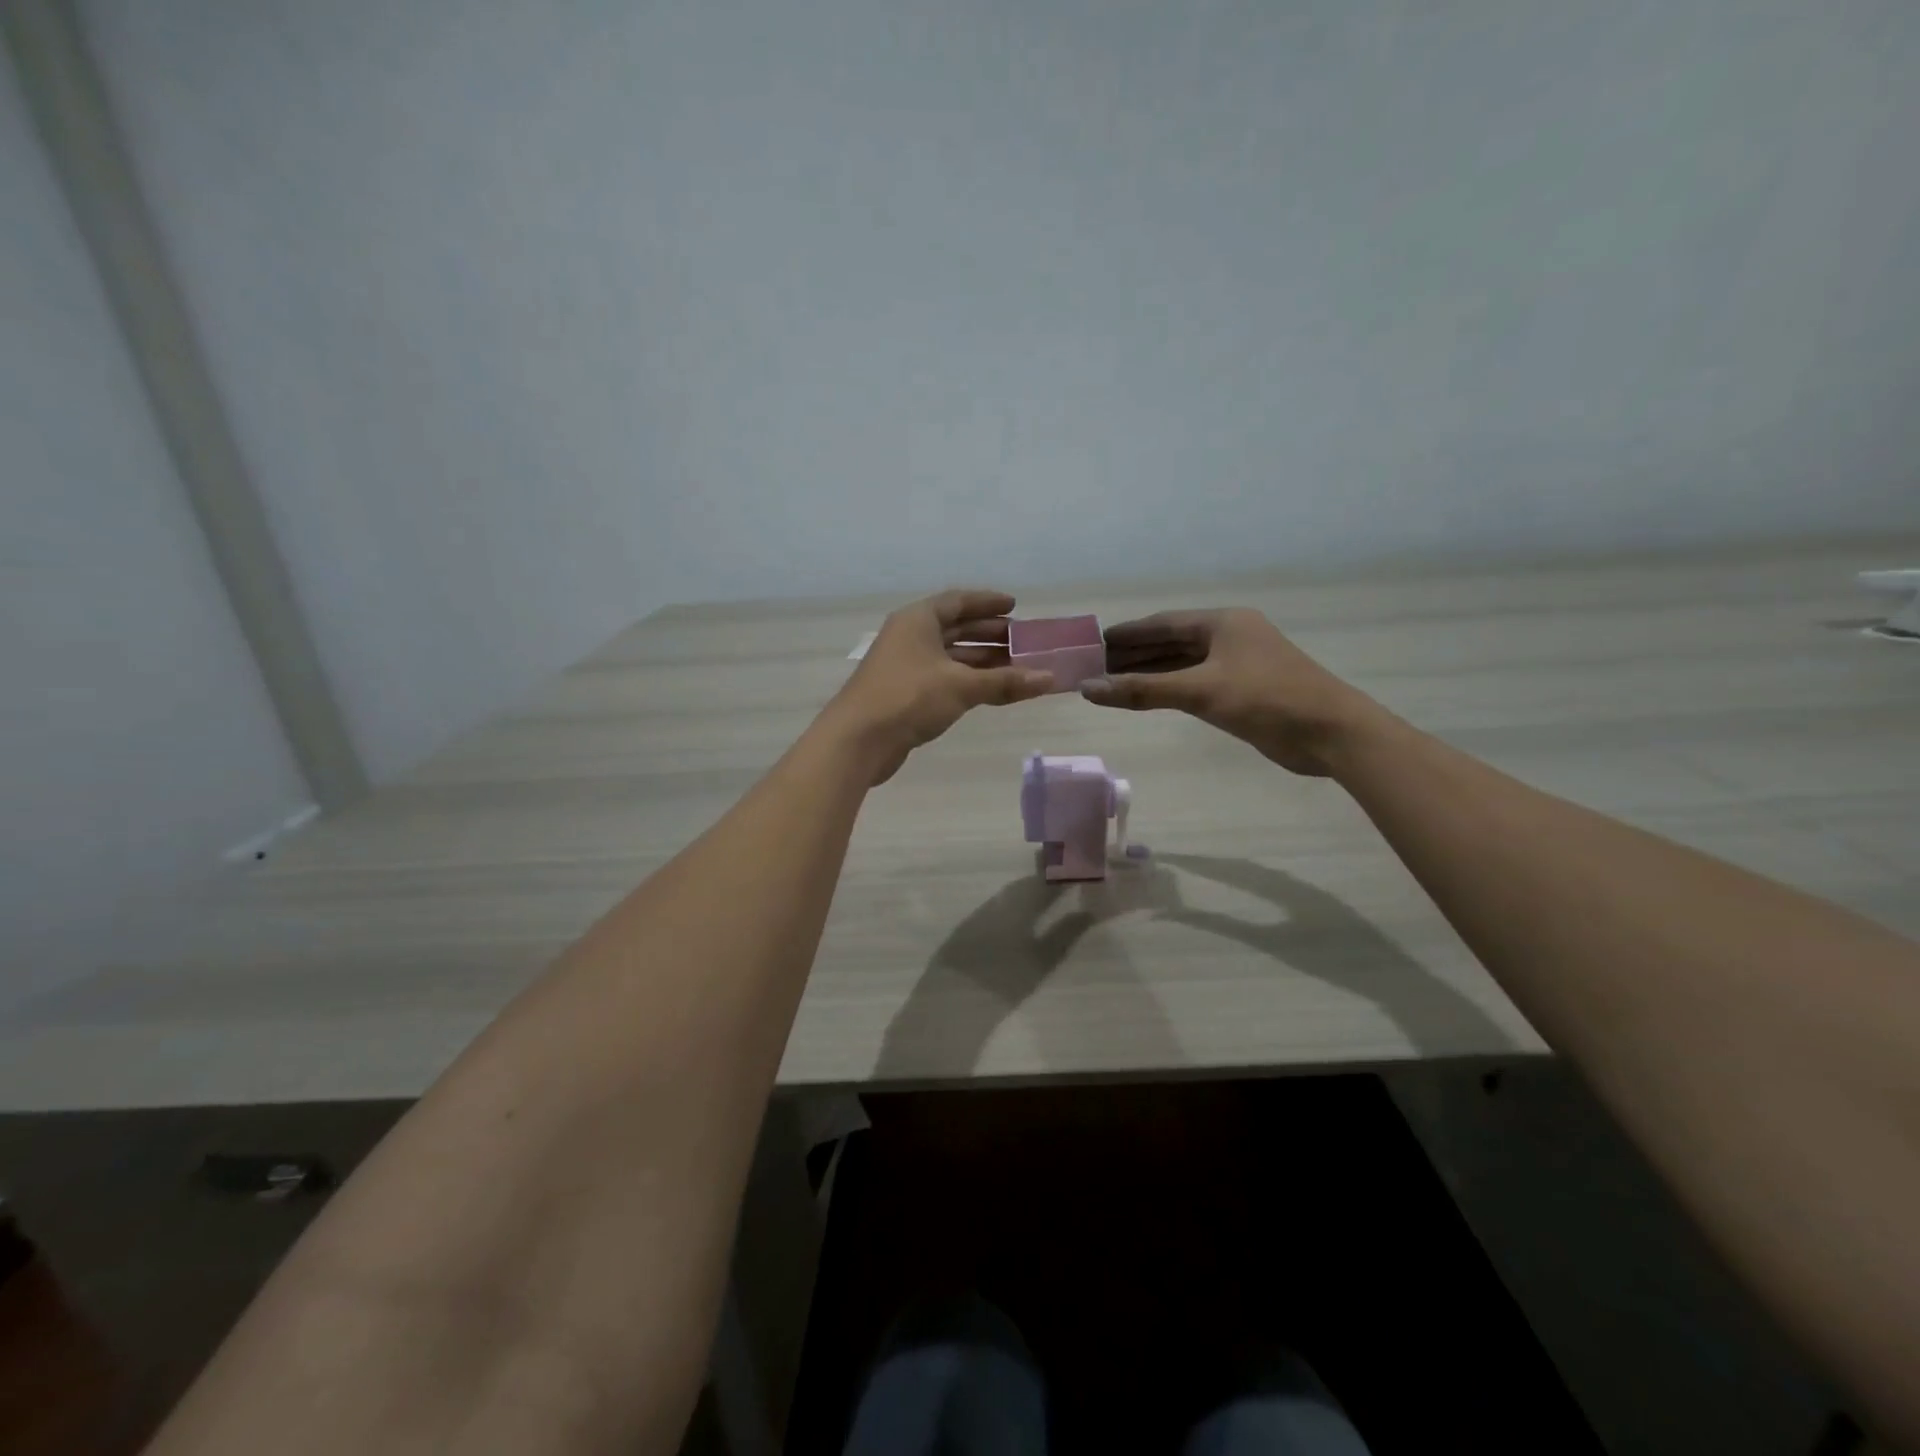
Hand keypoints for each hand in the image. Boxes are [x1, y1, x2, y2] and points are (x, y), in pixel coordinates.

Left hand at [826, 589, 1053, 783]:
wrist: (859, 740)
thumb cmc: (908, 698)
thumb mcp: (962, 686)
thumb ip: (1005, 682)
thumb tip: (1049, 679)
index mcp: (918, 620)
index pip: (957, 601)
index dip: (987, 602)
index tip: (1015, 606)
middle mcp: (910, 636)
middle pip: (955, 628)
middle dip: (989, 634)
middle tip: (1022, 641)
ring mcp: (906, 666)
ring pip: (950, 656)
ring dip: (981, 660)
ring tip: (1016, 667)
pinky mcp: (905, 693)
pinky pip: (944, 678)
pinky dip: (968, 680)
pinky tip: (991, 690)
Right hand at [1081, 608, 1379, 775]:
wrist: (1331, 733)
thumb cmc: (1266, 699)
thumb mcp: (1200, 692)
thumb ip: (1142, 690)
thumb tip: (1088, 689)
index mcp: (1222, 622)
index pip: (1162, 623)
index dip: (1128, 633)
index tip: (1094, 642)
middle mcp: (1229, 636)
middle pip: (1171, 641)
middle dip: (1134, 654)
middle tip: (1095, 667)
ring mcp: (1238, 663)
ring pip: (1183, 663)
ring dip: (1150, 673)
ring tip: (1112, 682)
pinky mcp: (1244, 690)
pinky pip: (1196, 682)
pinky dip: (1170, 688)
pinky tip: (1149, 696)